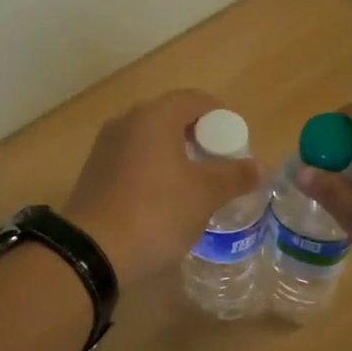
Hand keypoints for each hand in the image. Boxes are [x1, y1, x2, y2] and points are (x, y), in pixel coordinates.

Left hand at [65, 89, 262, 286]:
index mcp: (154, 116)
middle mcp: (126, 122)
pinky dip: (154, 169)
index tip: (236, 144)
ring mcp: (106, 146)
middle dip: (199, 136)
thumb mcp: (205, 194)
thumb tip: (259, 167)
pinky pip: (133, 159)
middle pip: (171, 116)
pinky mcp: (95, 172)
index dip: (221, 117)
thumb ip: (235, 176)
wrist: (92, 250)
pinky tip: (164, 198)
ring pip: (150, 139)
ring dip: (176, 154)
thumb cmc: (156, 212)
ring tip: (195, 184)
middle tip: (219, 164)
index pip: (195, 99)